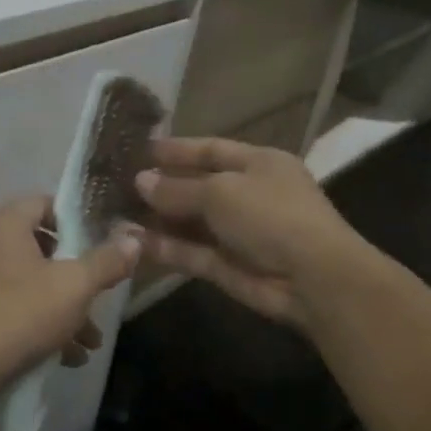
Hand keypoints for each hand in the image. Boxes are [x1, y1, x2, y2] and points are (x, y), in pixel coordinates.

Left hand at [0, 196, 140, 409]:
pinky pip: (19, 309)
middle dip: (77, 275)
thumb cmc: (21, 313)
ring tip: (91, 341)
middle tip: (100, 294)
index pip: (45, 202)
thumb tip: (134, 239)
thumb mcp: (74, 286)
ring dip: (66, 309)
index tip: (102, 242)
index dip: (76, 219)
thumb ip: (106, 261)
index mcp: (7, 224)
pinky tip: (69, 357)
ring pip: (34, 284)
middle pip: (43, 247)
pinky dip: (44, 326)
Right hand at [133, 138, 371, 323]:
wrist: (314, 280)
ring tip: (117, 214)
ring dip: (158, 219)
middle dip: (161, 187)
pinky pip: (192, 252)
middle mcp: (250, 195)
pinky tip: (134, 241)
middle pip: (198, 186)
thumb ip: (177, 188)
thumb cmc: (270, 215)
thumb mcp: (220, 191)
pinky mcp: (229, 267)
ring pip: (191, 222)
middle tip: (119, 185)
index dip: (176, 150)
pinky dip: (166, 247)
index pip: (211, 150)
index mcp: (259, 163)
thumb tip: (140, 181)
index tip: (139, 150)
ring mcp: (240, 233)